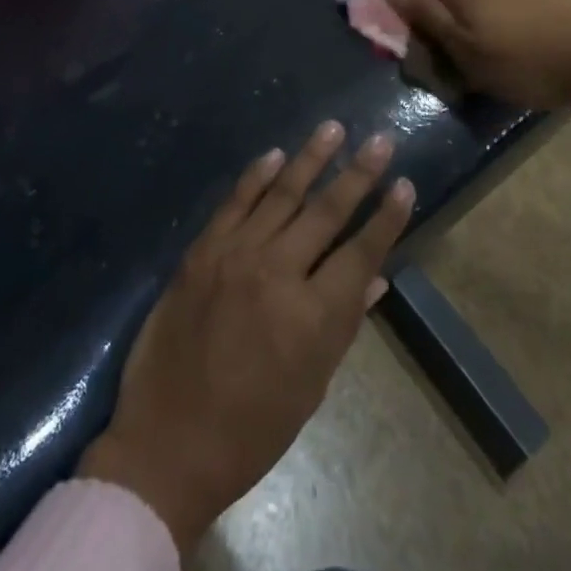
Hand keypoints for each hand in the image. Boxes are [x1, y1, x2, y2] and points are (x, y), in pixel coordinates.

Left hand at [77, 122, 413, 552]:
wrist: (166, 442)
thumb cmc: (249, 430)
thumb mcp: (311, 388)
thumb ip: (343, 325)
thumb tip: (375, 278)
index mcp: (311, 318)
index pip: (360, 254)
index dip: (386, 219)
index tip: (404, 184)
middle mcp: (277, 273)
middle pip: (325, 213)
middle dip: (357, 173)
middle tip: (380, 138)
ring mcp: (235, 255)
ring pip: (282, 194)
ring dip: (311, 158)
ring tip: (333, 128)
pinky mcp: (202, 250)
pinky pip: (235, 202)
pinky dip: (257, 176)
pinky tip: (276, 154)